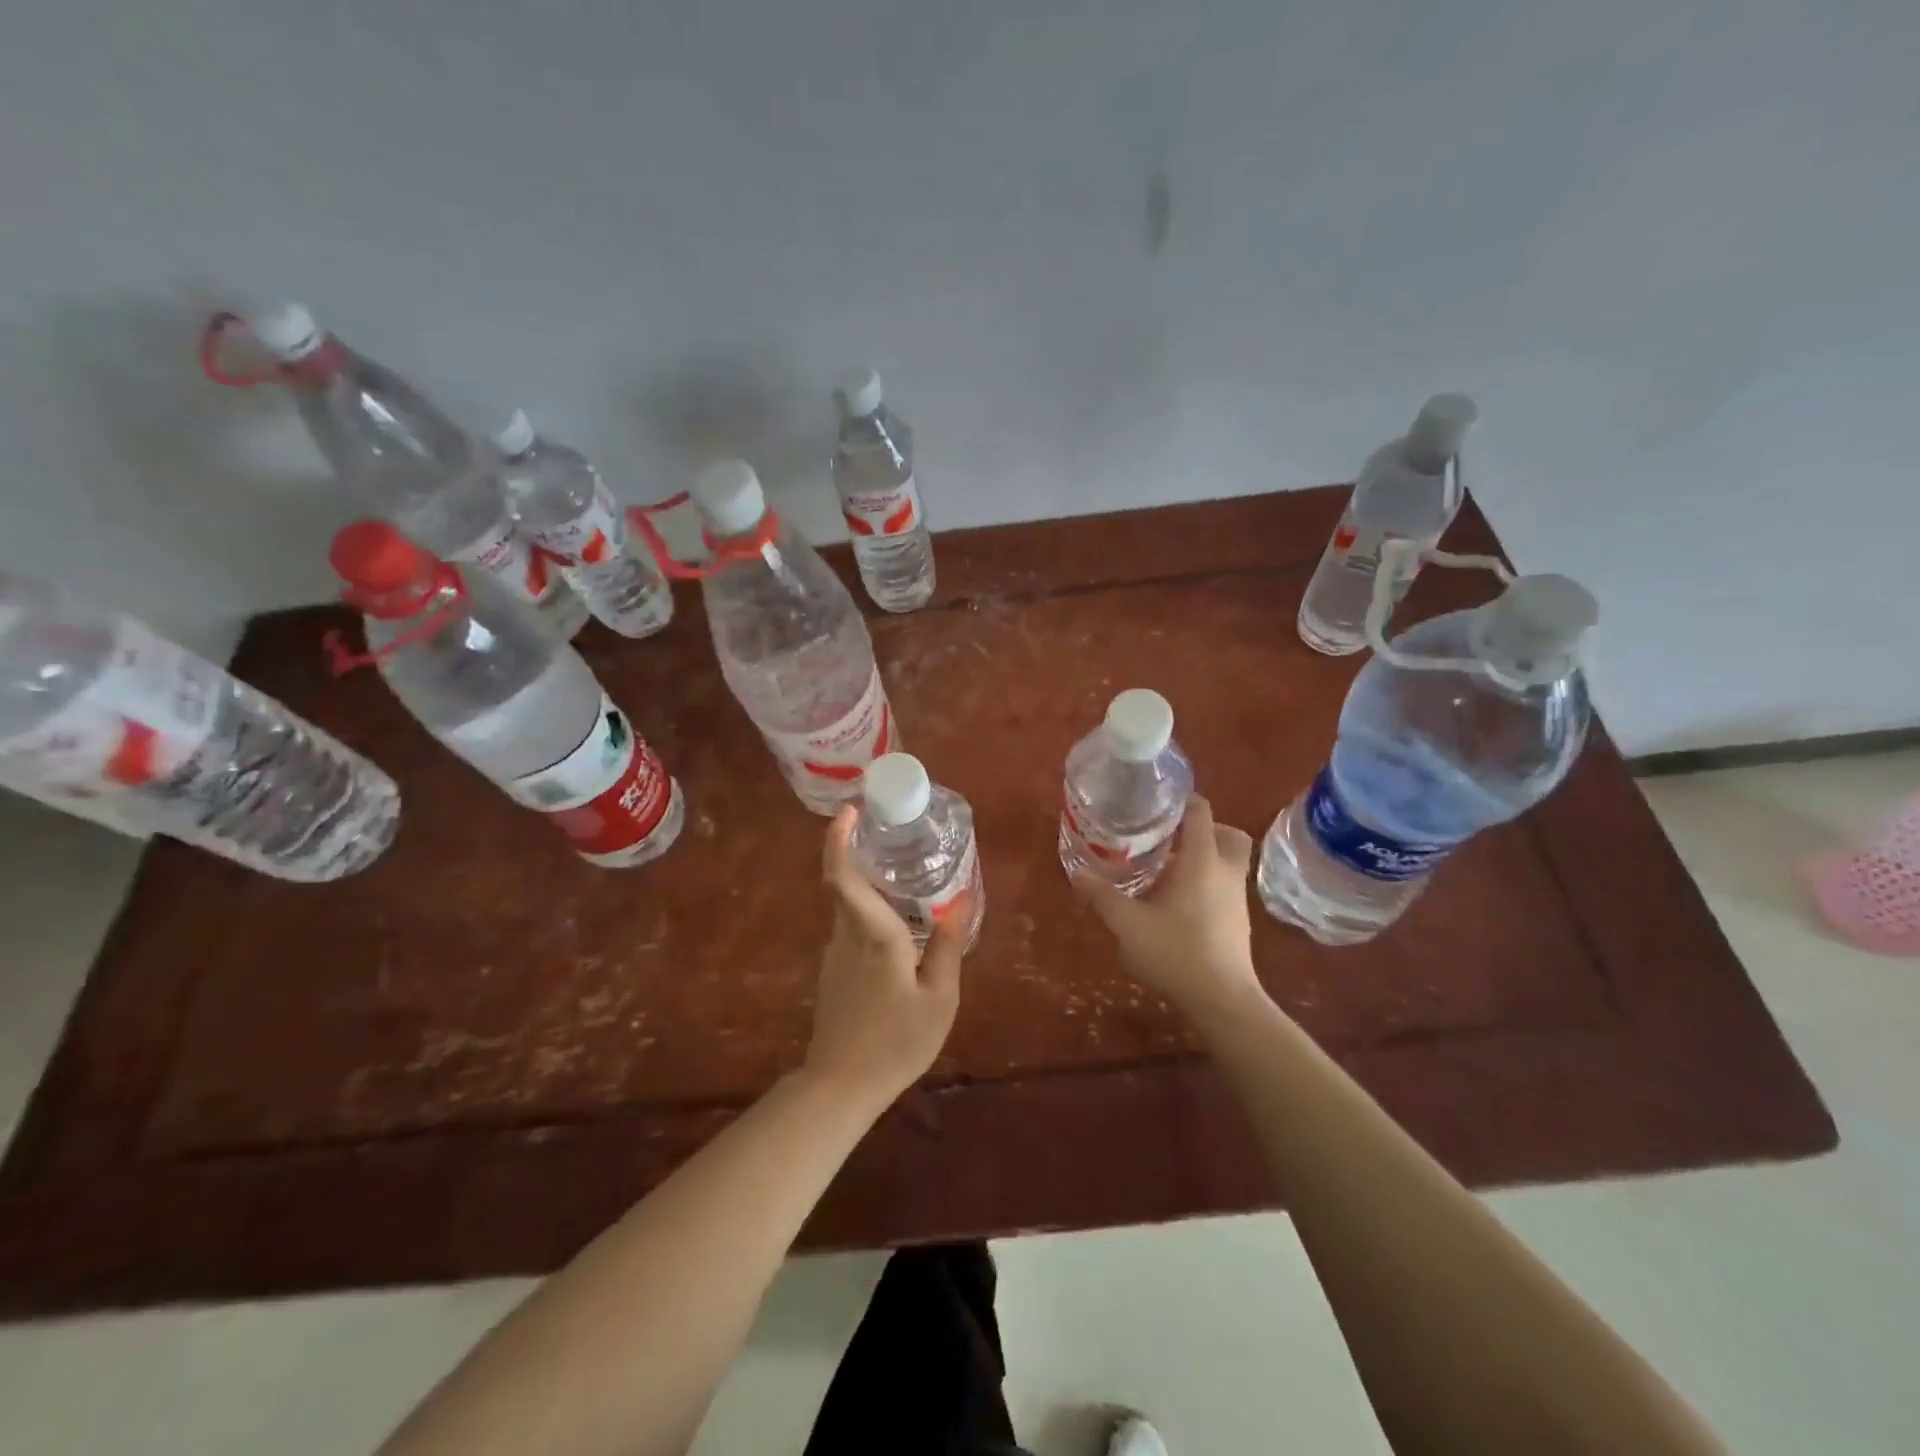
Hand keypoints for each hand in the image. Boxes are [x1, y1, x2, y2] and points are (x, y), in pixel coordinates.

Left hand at [804, 806, 965, 1108]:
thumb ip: (949, 944)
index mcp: (874, 935)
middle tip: (890, 833)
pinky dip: (869, 912)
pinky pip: (851, 928)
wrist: (840, 1086)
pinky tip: (897, 926)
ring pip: (849, 906)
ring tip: (904, 876)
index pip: (843, 877)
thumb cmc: (895, 1042)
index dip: (838, 840)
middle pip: (844, 883)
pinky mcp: (833, 971)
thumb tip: (963, 897)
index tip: (849, 812)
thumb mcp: (939, 998)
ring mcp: (834, 953)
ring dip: (868, 884)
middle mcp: (847, 936)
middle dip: (858, 851)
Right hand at [1072, 795, 1261, 1025]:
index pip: (1200, 812)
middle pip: (1226, 832)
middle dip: (1201, 827)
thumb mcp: (1128, 924)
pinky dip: (1206, 880)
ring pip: (1228, 860)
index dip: (1181, 799)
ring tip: (1166, 866)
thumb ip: (1102, 896)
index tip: (1154, 799)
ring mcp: (1236, 897)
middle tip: (1168, 834)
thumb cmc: (1176, 953)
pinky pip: (1225, 884)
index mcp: (1202, 861)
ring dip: (1203, 855)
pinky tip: (1177, 899)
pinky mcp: (1238, 920)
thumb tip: (1077, 873)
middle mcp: (1225, 871)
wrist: (1223, 1001)